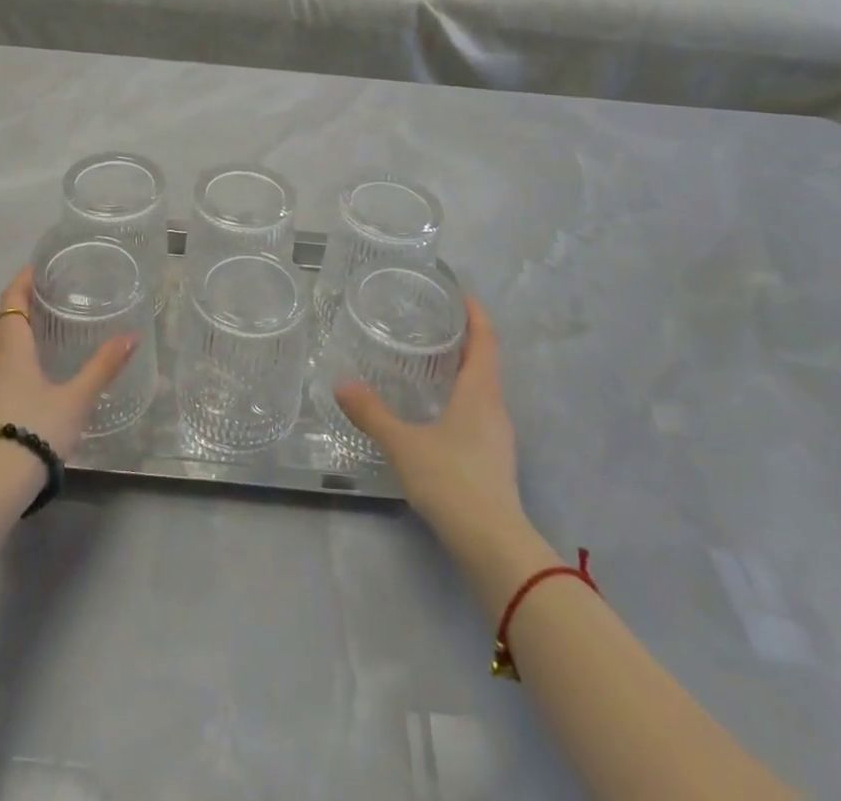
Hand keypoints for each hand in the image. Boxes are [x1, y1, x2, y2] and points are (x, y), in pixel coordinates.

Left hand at [0, 268, 138, 460]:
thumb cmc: (35, 428)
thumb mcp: (76, 398)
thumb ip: (103, 366)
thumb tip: (131, 336)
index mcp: (10, 345)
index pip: (12, 298)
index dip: (24, 280)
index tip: (40, 268)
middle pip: (4, 320)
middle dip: (24, 305)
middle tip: (53, 298)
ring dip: (16, 333)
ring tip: (45, 332)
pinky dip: (11, 356)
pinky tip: (30, 372)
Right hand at [335, 298, 525, 544]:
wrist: (493, 546)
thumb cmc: (452, 480)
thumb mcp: (404, 444)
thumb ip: (372, 414)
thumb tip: (342, 384)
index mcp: (480, 392)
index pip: (485, 340)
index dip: (476, 315)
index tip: (462, 294)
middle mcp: (495, 408)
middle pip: (486, 363)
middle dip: (465, 340)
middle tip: (434, 323)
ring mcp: (499, 437)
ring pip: (484, 390)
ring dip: (464, 371)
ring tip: (431, 361)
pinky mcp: (495, 461)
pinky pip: (480, 413)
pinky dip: (462, 399)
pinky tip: (438, 410)